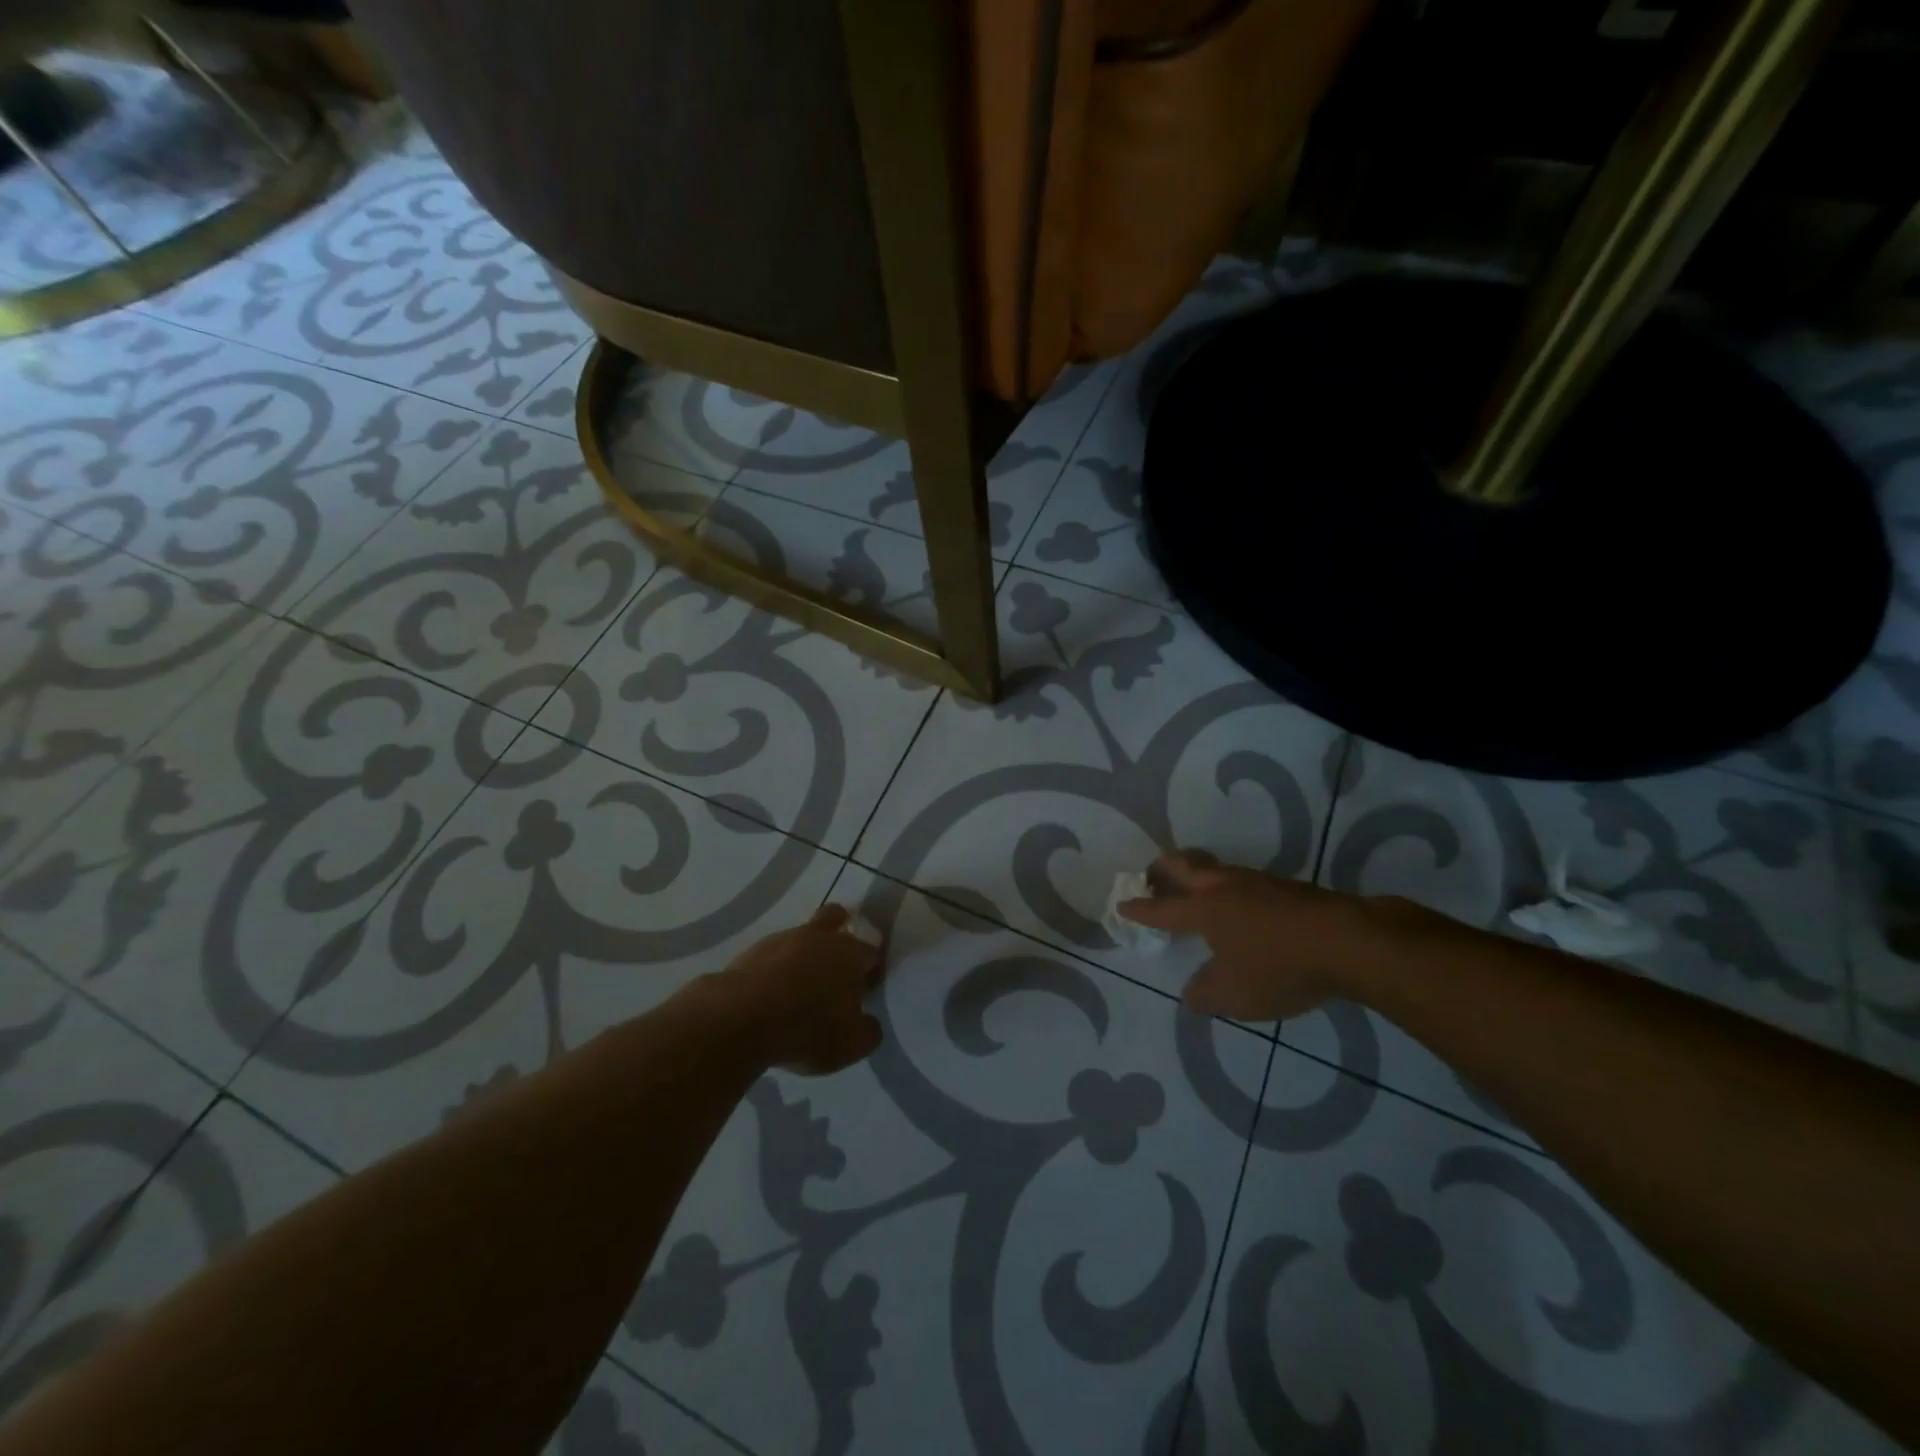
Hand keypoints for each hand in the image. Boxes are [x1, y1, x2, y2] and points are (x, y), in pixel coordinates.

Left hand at [711, 904, 885, 1074]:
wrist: (741, 1018)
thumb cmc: (807, 1028)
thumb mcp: (851, 1045)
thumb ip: (868, 1032)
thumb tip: (869, 1024)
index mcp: (850, 954)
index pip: (871, 952)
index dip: (872, 968)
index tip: (867, 988)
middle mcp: (819, 937)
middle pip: (834, 918)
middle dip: (839, 929)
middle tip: (836, 960)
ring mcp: (782, 939)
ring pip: (800, 936)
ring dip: (803, 952)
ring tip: (798, 985)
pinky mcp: (751, 951)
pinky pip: (771, 955)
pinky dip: (775, 968)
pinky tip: (770, 992)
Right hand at [1119, 850, 1405, 1019]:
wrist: (1348, 942)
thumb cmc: (1280, 968)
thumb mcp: (1236, 995)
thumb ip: (1206, 994)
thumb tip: (1192, 994)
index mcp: (1204, 910)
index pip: (1162, 909)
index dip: (1140, 909)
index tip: (1122, 904)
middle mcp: (1224, 888)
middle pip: (1183, 865)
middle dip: (1161, 870)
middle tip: (1151, 878)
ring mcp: (1257, 882)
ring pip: (1216, 869)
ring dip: (1198, 876)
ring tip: (1196, 893)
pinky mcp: (1286, 887)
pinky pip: (1245, 881)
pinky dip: (1230, 889)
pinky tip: (1243, 909)